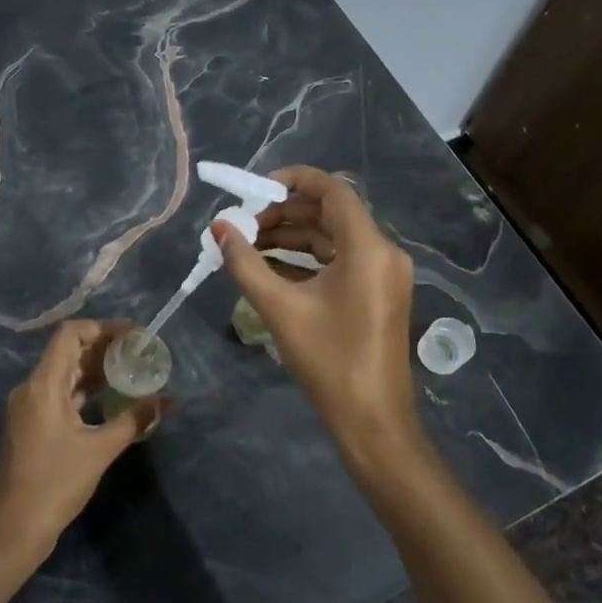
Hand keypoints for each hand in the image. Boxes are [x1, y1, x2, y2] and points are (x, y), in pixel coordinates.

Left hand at [0, 319, 168, 561]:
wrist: (12, 532)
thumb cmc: (55, 485)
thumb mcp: (100, 450)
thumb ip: (134, 420)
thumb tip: (167, 400)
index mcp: (42, 385)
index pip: (69, 335)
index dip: (101, 328)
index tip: (132, 333)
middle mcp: (30, 389)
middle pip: (67, 352)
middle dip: (103, 348)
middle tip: (138, 351)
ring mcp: (27, 408)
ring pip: (63, 374)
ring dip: (94, 369)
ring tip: (130, 370)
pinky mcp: (30, 425)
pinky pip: (58, 394)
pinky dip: (83, 391)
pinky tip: (109, 397)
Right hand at [213, 166, 421, 461]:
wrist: (373, 422)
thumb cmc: (329, 362)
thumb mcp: (281, 308)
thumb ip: (246, 264)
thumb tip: (218, 228)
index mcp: (368, 248)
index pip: (333, 190)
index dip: (293, 180)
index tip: (255, 188)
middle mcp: (383, 252)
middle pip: (330, 213)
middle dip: (284, 213)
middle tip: (242, 224)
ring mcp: (383, 273)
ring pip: (333, 237)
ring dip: (292, 236)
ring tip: (247, 244)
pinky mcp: (378, 292)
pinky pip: (341, 260)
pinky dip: (307, 259)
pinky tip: (269, 266)